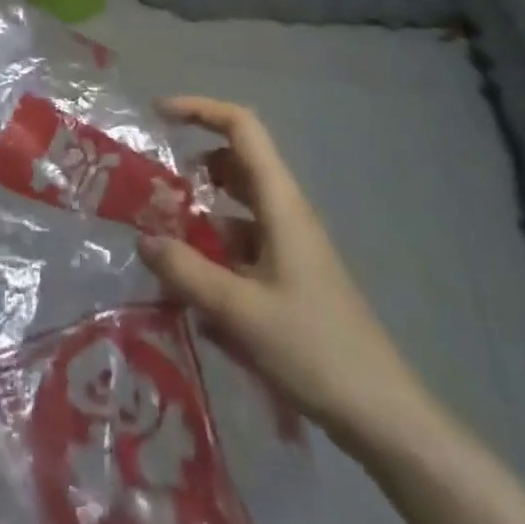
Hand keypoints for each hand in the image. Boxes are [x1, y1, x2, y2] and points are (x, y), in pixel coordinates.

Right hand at [137, 97, 435, 455]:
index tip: (157, 115)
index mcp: (280, 202)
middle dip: (191, 167)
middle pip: (235, 163)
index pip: (241, 126)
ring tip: (161, 242)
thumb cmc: (314, 349)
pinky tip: (190, 294)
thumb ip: (187, 272)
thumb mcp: (240, 311)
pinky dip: (214, 252)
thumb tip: (143, 239)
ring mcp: (288, 244)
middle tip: (151, 188)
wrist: (381, 414)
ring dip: (199, 214)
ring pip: (236, 207)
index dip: (200, 109)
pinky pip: (242, 244)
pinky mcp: (288, 275)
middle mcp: (284, 211)